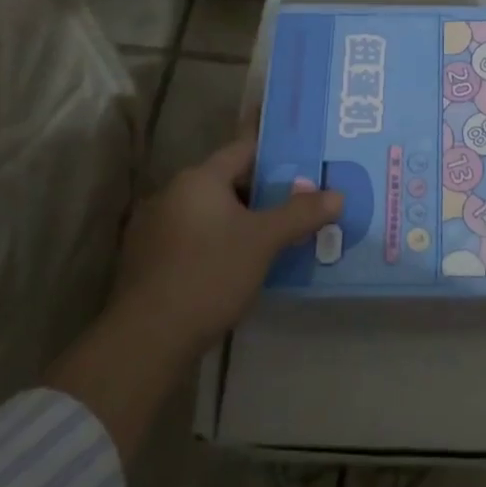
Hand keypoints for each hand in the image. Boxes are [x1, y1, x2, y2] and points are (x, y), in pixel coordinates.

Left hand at [109, 132, 340, 357]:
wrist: (148, 337)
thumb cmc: (210, 274)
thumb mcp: (264, 242)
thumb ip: (301, 214)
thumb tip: (337, 194)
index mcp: (199, 179)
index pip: (243, 150)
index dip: (276, 154)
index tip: (305, 163)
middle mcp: (172, 193)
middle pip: (228, 182)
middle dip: (264, 193)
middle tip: (300, 204)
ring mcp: (154, 226)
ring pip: (210, 212)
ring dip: (241, 220)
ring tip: (277, 236)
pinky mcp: (148, 259)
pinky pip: (194, 237)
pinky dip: (218, 242)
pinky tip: (239, 265)